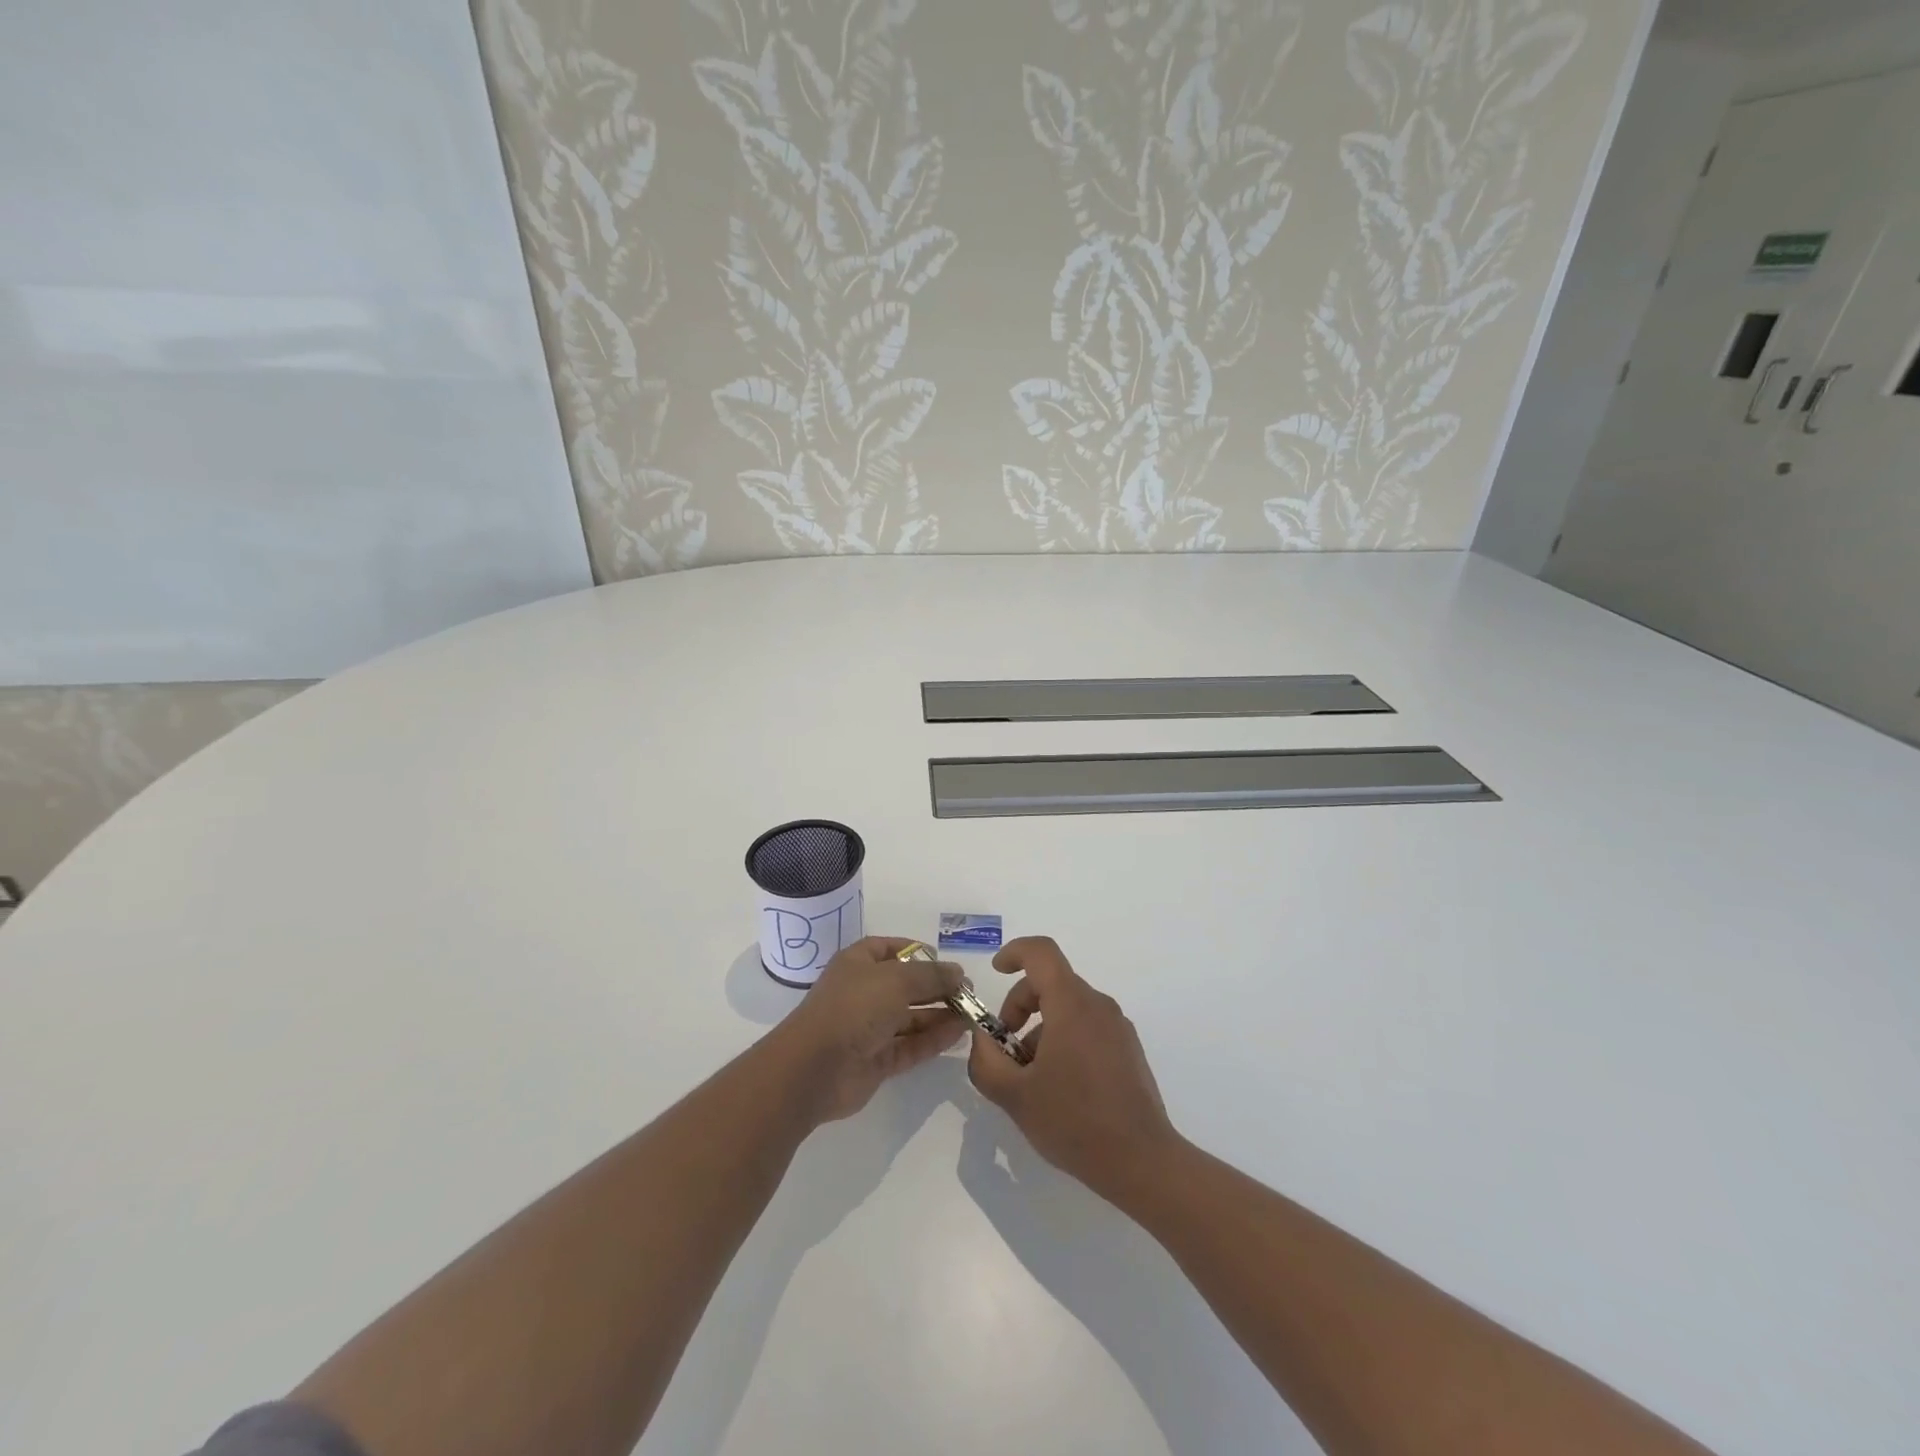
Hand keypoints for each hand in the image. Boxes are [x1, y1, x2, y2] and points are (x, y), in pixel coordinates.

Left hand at [773, 936, 966, 1124]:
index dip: (918, 952)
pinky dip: (933, 1040)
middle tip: (969, 993)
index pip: (891, 949)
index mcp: (858, 963)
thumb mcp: (897, 979)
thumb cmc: (854, 1007)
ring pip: (911, 1017)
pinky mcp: (877, 1060)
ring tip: (972, 1015)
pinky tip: (959, 1034)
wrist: (815, 1068)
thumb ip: (932, 976)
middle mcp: (864, 992)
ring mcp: (869, 1028)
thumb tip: (958, 973)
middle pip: (906, 985)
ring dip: (940, 1015)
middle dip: (937, 987)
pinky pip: (910, 1045)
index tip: (946, 962)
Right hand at [966, 937, 1179, 1202]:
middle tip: (1004, 1048)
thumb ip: (985, 1060)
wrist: (1142, 1163)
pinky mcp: (1128, 1050)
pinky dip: (1063, 1040)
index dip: (1014, 952)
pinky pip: (1088, 1027)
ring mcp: (1118, 1027)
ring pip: (1068, 1008)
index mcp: (1071, 1004)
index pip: (1041, 953)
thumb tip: (982, 1039)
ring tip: (1030, 1077)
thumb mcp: (1014, 1095)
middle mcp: (1098, 1006)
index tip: (996, 972)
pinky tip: (1058, 1087)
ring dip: (1040, 1029)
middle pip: (1051, 982)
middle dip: (1020, 1005)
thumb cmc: (1074, 1122)